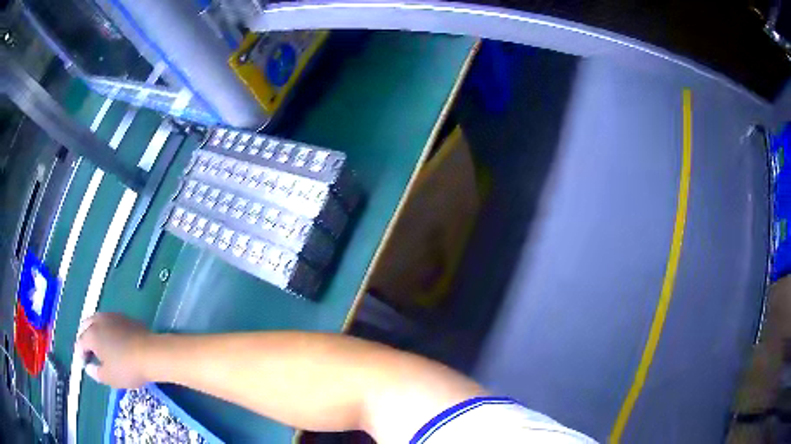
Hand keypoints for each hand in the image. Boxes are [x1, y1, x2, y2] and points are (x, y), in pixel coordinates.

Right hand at [75, 313, 152, 388]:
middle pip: (86, 327)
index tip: (84, 363)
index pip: (80, 342)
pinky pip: (110, 322)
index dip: (80, 354)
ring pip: (97, 321)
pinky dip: (107, 330)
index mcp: (91, 334)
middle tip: (89, 353)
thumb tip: (89, 368)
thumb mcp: (109, 377)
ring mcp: (112, 316)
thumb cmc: (127, 368)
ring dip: (95, 332)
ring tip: (100, 347)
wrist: (152, 353)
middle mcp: (98, 320)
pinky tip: (114, 341)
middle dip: (85, 339)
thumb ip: (96, 373)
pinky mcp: (125, 317)